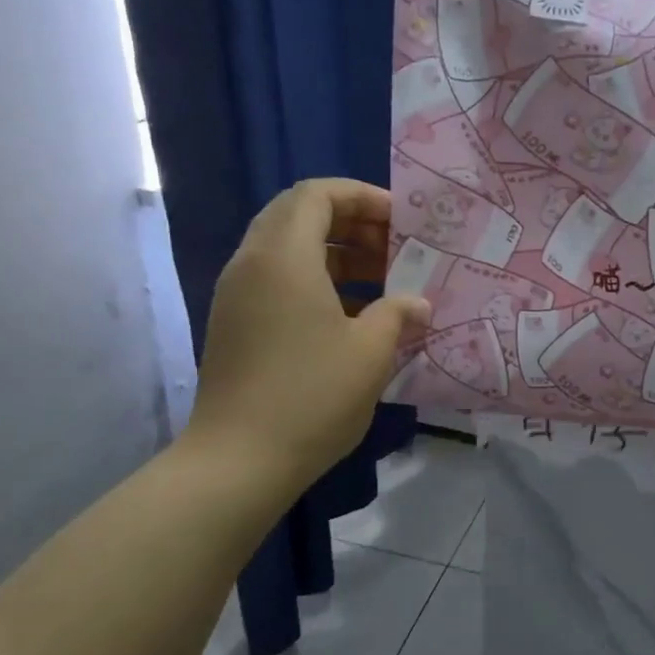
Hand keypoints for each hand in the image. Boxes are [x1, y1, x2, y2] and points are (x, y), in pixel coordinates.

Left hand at [184, 179, 429, 500]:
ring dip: (336, 254)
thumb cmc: (312, 395)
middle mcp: (252, 263)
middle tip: (394, 248)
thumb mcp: (371, 351)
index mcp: (284, 256)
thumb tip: (418, 303)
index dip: (362, 197)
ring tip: (382, 282)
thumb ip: (398, 314)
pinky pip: (277, 280)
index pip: (317, 194)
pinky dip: (316, 280)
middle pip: (299, 215)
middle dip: (351, 224)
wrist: (239, 460)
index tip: (401, 221)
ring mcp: (237, 294)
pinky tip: (353, 316)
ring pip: (287, 249)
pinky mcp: (235, 323)